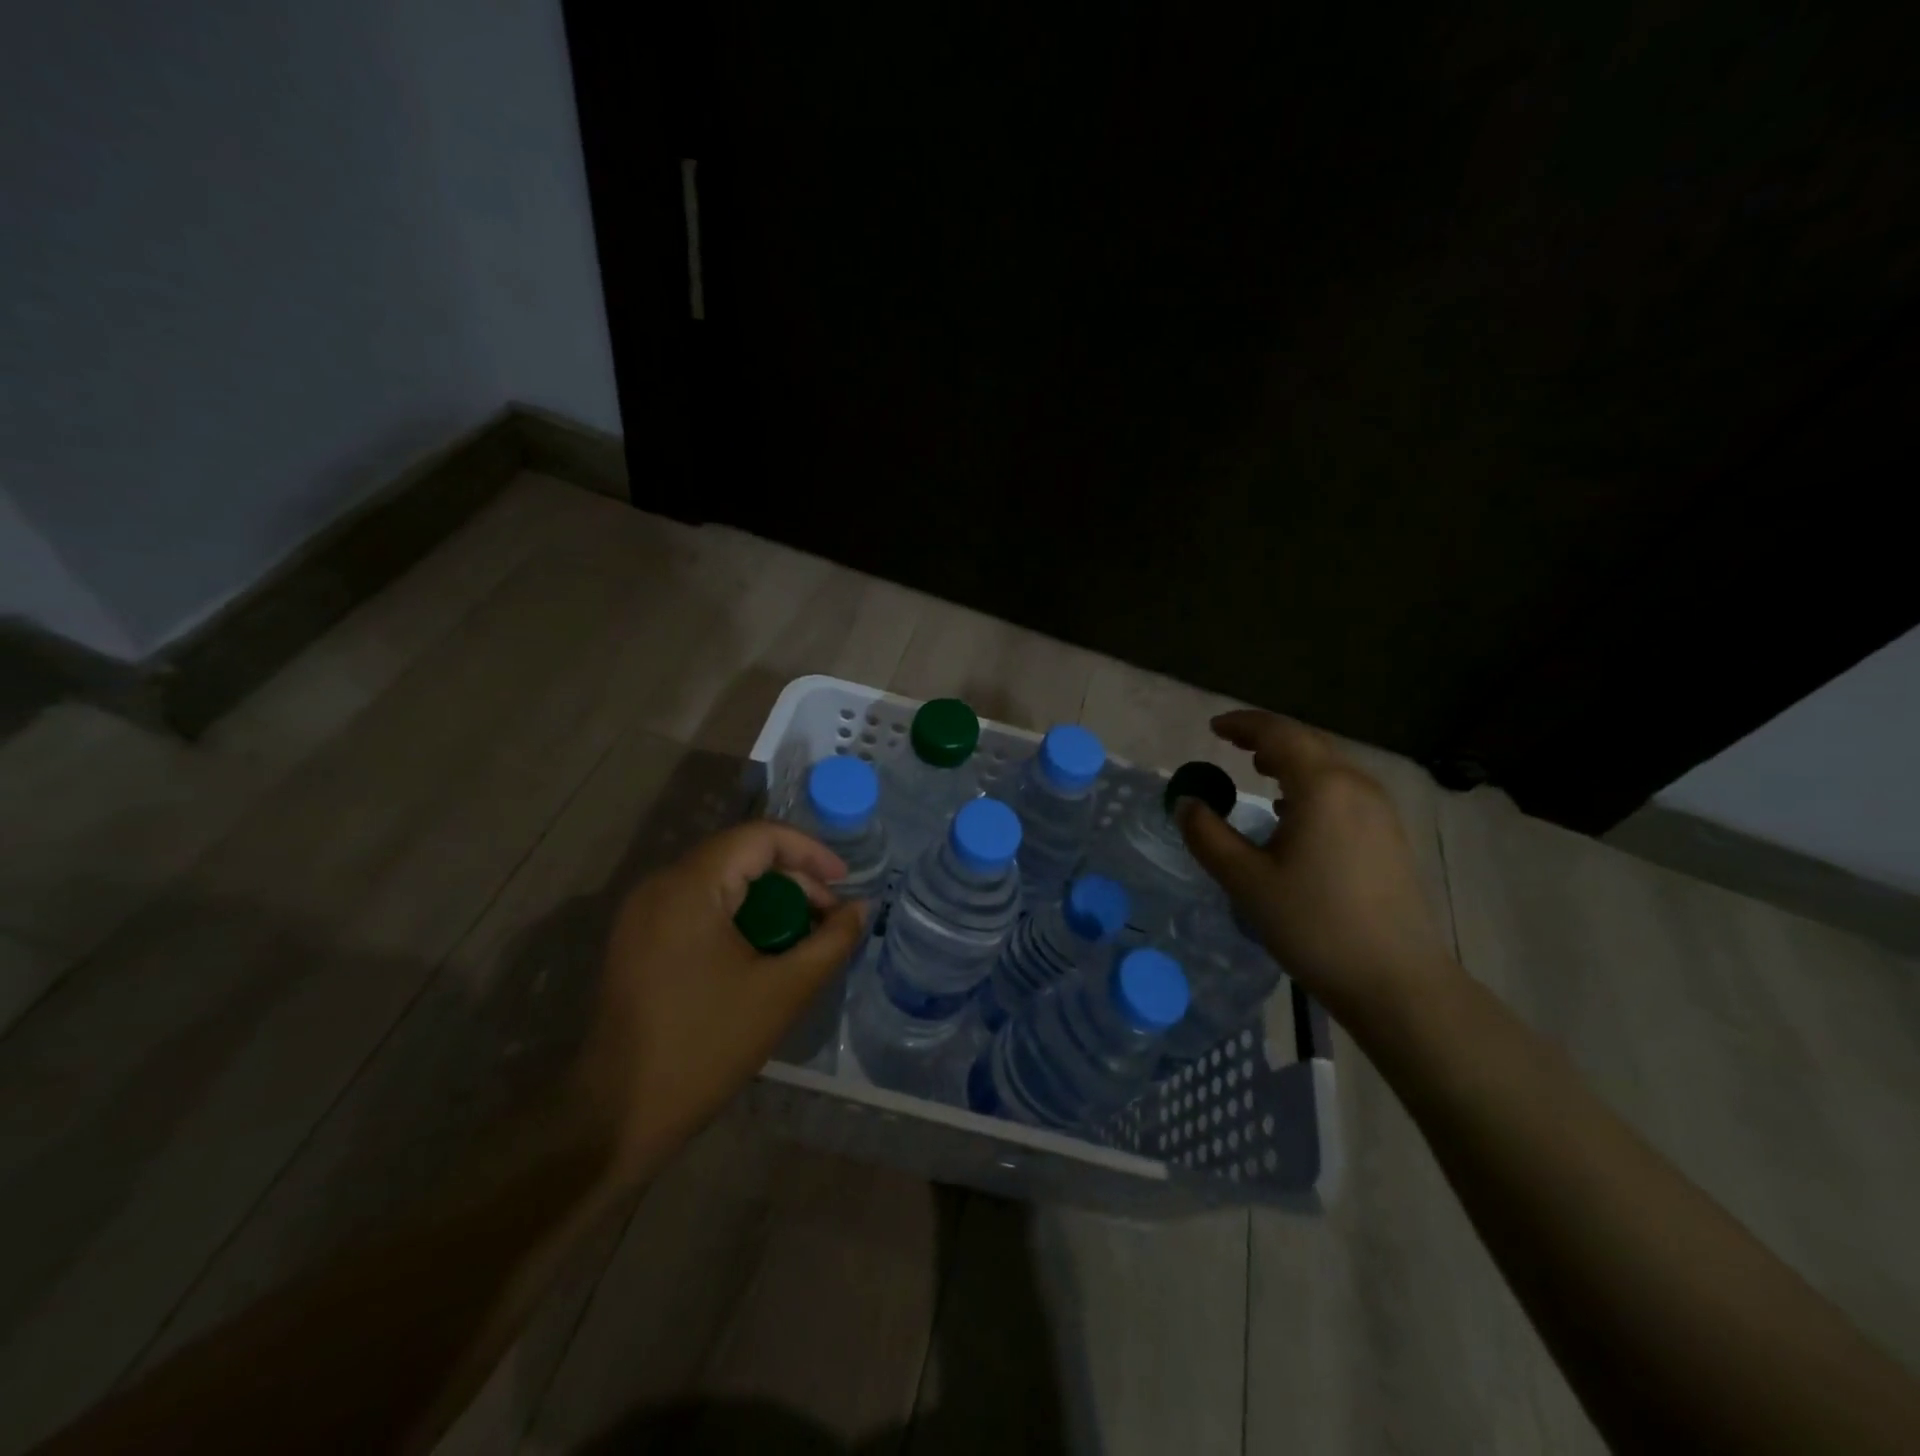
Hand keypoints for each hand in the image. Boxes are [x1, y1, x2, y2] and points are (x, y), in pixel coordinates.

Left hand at [571, 822, 869, 1183]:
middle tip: (828, 921)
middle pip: (740, 856)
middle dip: (793, 882)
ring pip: (721, 883)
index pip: (760, 837)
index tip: (844, 885)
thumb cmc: (705, 1047)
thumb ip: (831, 941)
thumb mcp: (784, 991)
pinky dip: (738, 919)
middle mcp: (659, 886)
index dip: (810, 852)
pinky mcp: (637, 941)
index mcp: (689, 886)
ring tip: (801, 942)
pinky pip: (699, 908)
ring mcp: (642, 914)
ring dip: (768, 903)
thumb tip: (861, 907)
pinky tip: (761, 956)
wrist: (616, 1116)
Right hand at [1177, 710, 1457, 1031]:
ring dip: (1291, 760)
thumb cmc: (1314, 926)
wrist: (1396, 981)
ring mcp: (1379, 811)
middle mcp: (1356, 786)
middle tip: (1231, 743)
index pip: (1279, 734)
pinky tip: (1294, 812)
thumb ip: (1208, 836)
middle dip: (1267, 738)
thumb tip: (1186, 803)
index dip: (1243, 725)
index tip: (1213, 728)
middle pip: (1307, 743)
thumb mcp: (1246, 881)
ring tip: (1258, 770)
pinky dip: (1311, 784)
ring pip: (1329, 766)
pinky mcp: (1389, 835)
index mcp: (1321, 787)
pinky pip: (1344, 789)